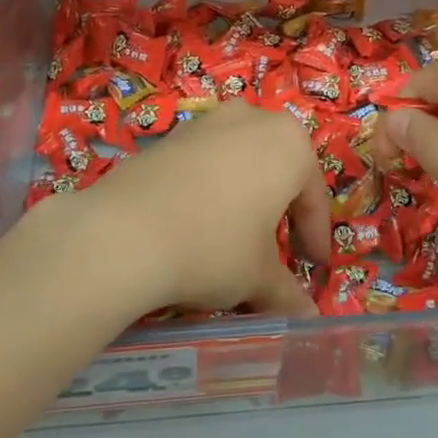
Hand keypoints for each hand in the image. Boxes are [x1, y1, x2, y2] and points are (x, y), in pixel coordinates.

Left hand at [66, 100, 328, 318]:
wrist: (122, 233)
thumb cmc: (213, 247)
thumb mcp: (258, 277)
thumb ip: (288, 293)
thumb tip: (307, 318)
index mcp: (290, 143)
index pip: (314, 197)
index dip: (315, 237)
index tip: (314, 268)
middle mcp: (253, 119)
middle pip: (279, 170)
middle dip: (281, 209)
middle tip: (278, 249)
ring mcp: (208, 122)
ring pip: (241, 162)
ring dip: (246, 196)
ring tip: (236, 237)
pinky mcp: (170, 135)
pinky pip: (206, 162)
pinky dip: (211, 189)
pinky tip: (196, 223)